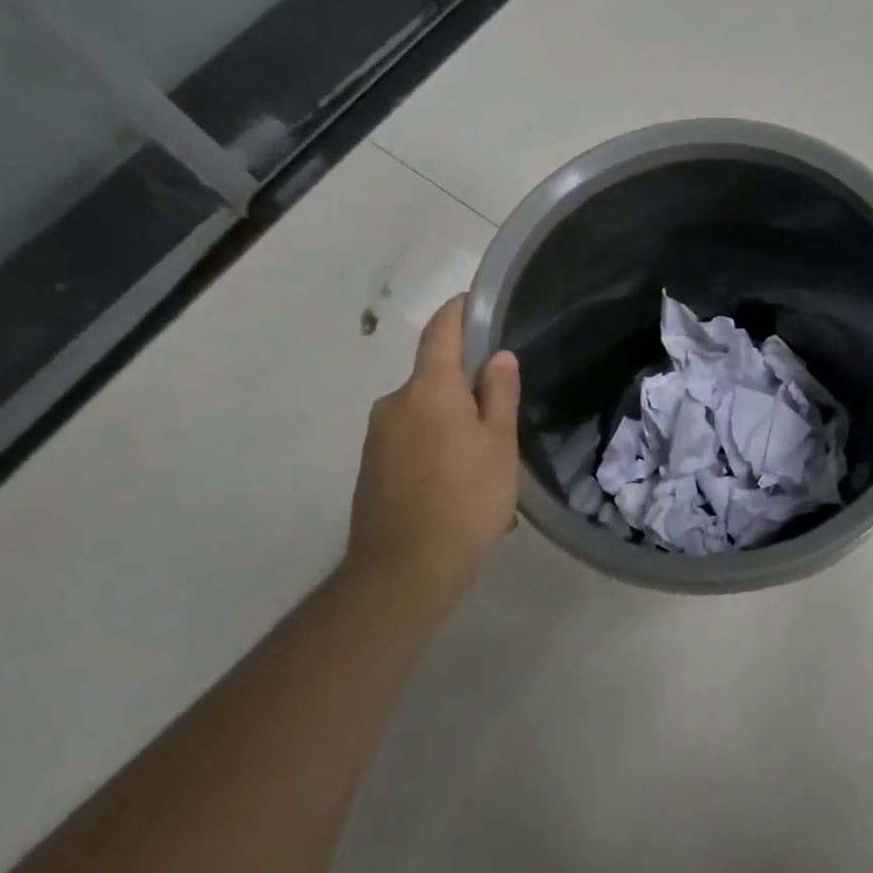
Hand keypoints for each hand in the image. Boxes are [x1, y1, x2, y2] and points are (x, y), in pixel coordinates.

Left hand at [348, 296, 520, 582]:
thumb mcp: (499, 443)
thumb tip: (496, 357)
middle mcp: (395, 403)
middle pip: (435, 379)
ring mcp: (377, 437)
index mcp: (429, 388)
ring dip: (454, 429)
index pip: (441, 331)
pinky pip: (412, 445)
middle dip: (467, 391)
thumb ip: (499, 393)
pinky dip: (437, 454)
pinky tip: (460, 491)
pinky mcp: (370, 469)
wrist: (403, 571)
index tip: (475, 301)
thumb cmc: (465, 498)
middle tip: (502, 422)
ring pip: (426, 417)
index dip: (458, 310)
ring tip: (486, 470)